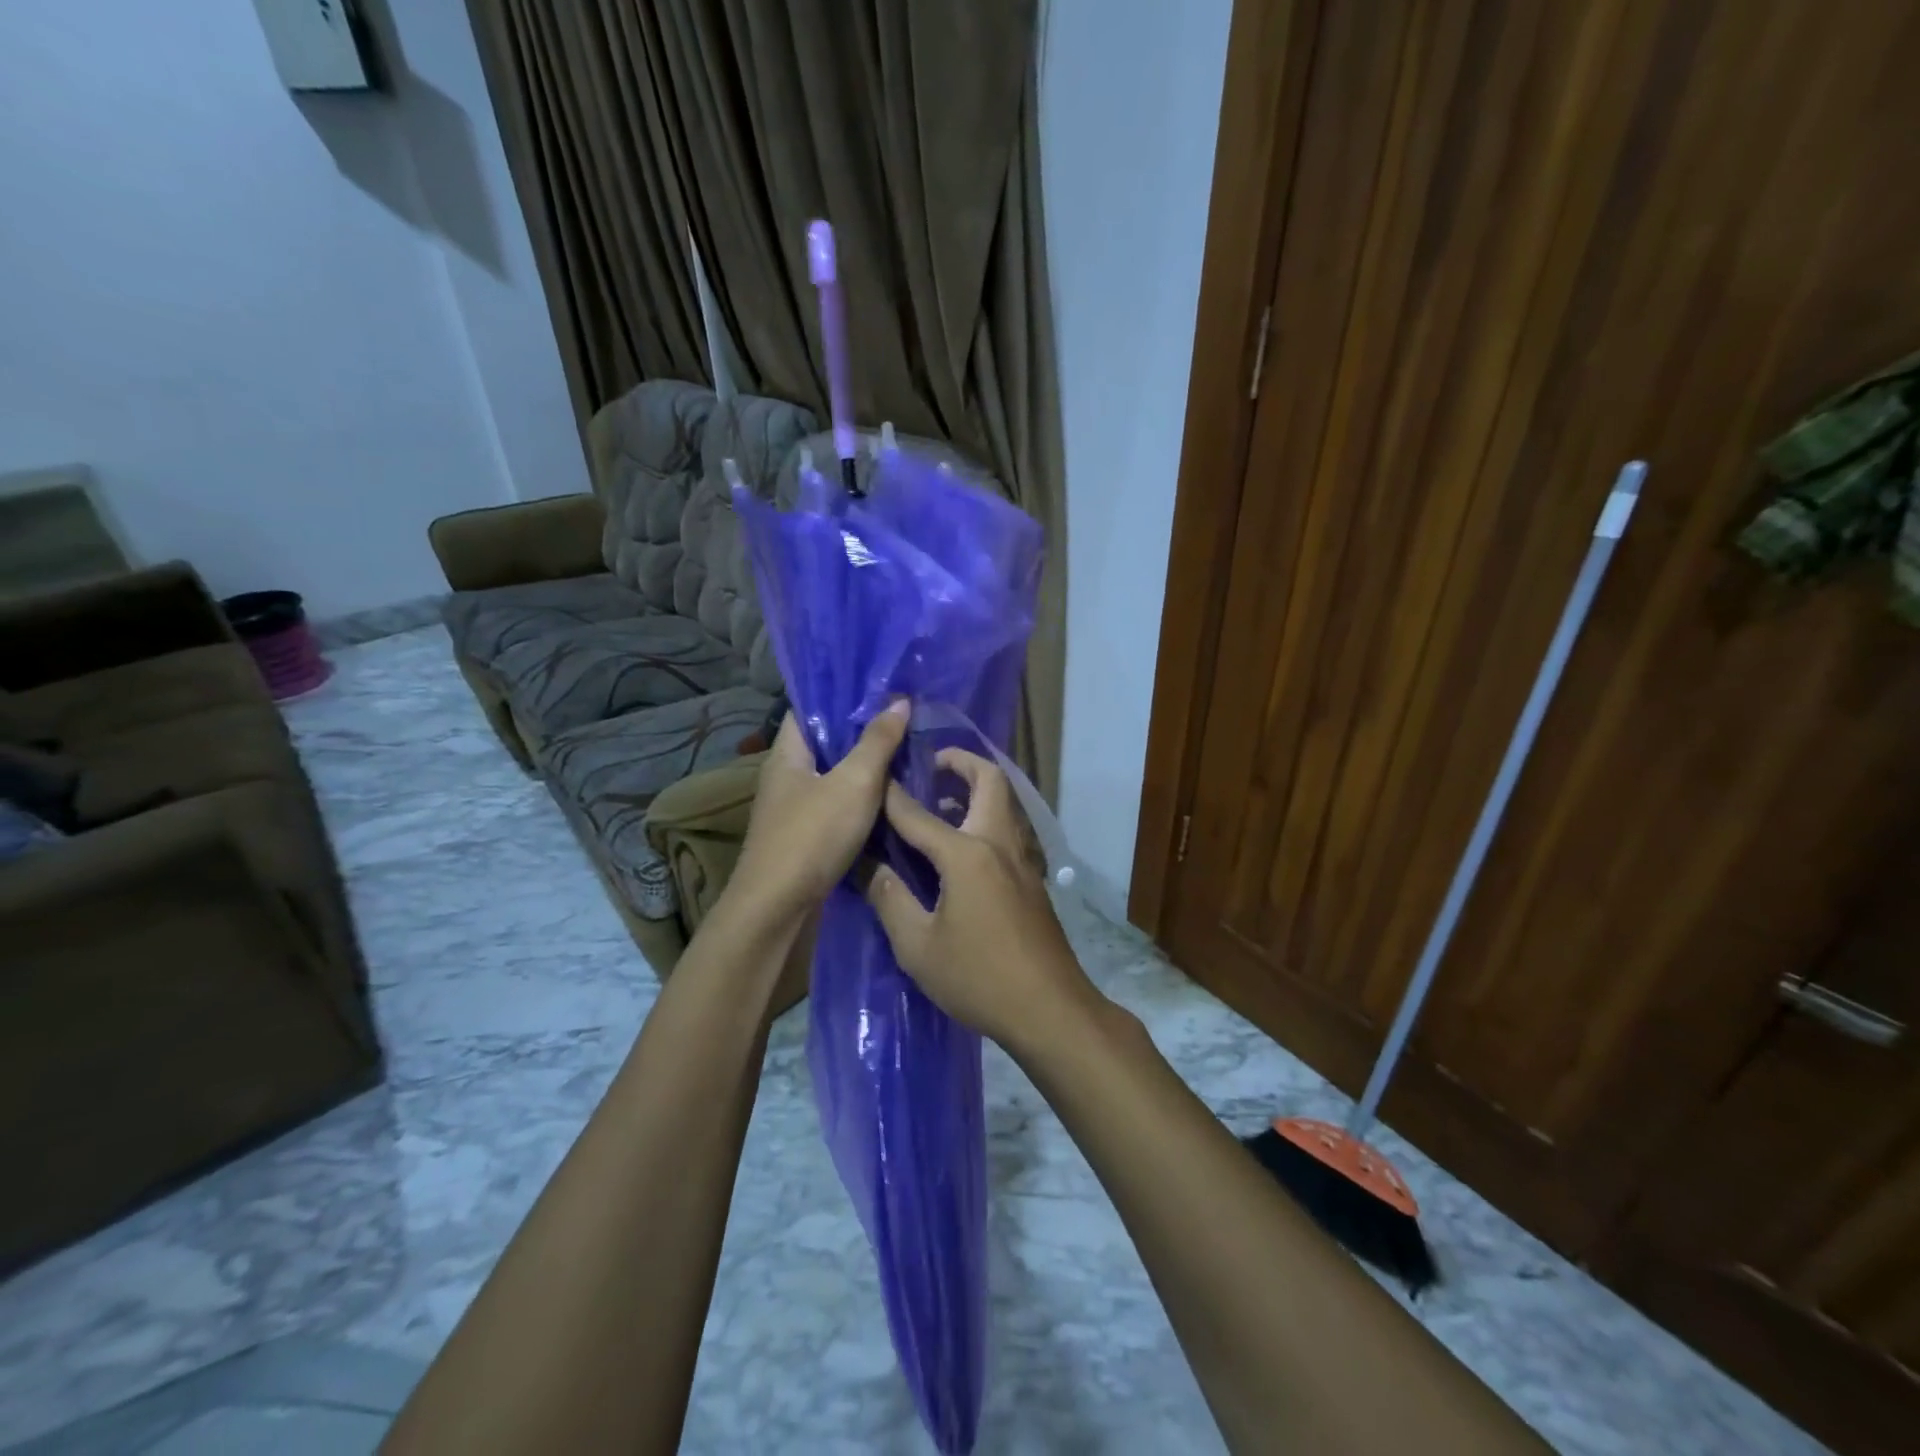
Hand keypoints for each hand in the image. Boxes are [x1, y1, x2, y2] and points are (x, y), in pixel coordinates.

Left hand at [729, 703, 909, 924]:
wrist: (779, 909)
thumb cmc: (813, 836)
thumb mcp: (854, 782)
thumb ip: (878, 742)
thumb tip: (899, 701)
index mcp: (788, 754)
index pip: (809, 709)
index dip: (842, 696)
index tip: (881, 688)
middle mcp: (787, 777)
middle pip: (826, 744)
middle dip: (862, 732)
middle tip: (904, 719)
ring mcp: (795, 810)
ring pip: (834, 777)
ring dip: (865, 768)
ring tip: (906, 753)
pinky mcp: (806, 838)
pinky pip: (838, 806)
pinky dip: (862, 800)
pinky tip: (891, 798)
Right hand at [865, 749, 1094, 1047]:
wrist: (1050, 1009)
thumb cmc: (979, 977)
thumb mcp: (918, 946)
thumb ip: (891, 899)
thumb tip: (870, 866)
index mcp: (967, 855)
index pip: (919, 814)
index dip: (891, 795)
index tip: (873, 776)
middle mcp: (999, 845)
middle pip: (990, 781)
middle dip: (961, 762)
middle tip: (931, 765)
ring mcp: (1023, 861)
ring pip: (1005, 803)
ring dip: (978, 789)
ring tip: (943, 800)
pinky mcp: (1033, 880)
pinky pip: (1008, 830)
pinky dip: (986, 818)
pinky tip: (963, 847)